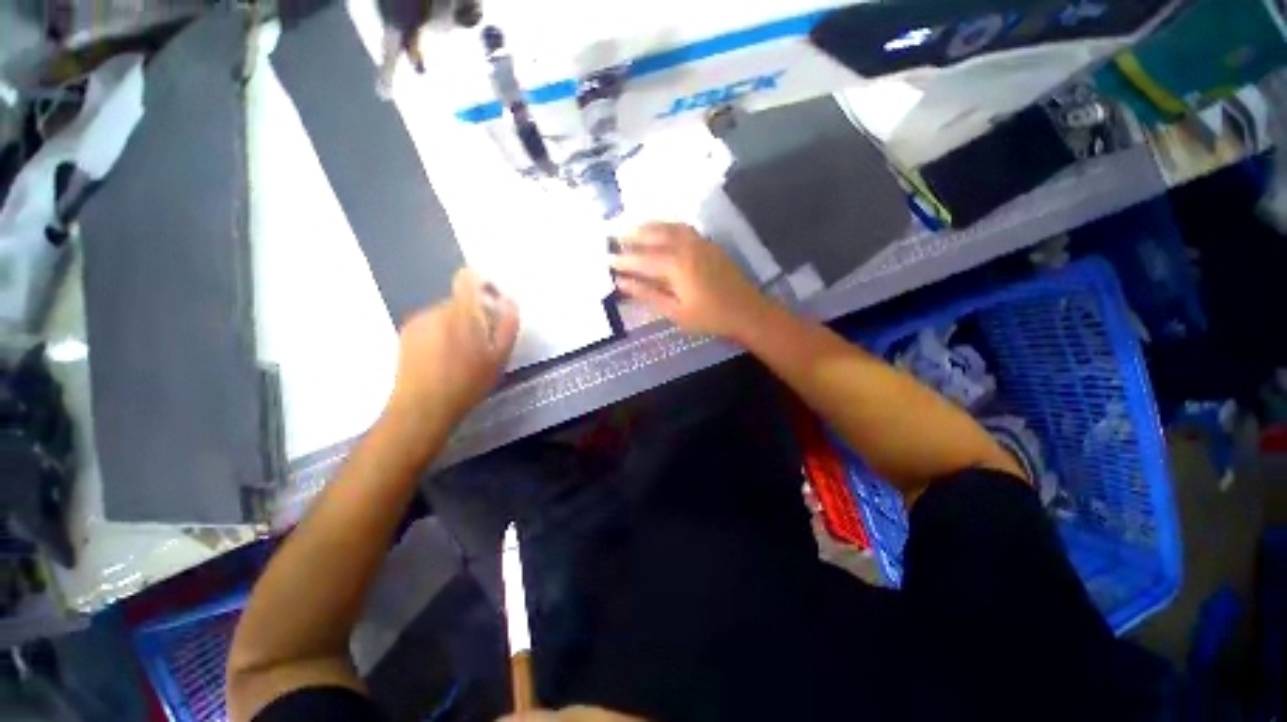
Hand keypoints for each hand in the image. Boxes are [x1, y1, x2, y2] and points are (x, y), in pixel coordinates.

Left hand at [387, 268, 518, 426]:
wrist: (423, 407)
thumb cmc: (468, 382)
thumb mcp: (500, 356)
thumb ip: (508, 324)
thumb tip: (509, 300)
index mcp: (461, 312)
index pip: (468, 278)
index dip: (483, 283)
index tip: (494, 302)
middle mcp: (436, 310)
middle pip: (460, 301)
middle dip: (475, 315)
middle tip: (484, 343)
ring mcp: (418, 322)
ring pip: (446, 314)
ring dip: (459, 326)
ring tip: (464, 355)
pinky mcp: (406, 334)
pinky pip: (431, 325)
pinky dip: (442, 335)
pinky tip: (445, 360)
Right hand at [608, 222, 769, 339]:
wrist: (747, 312)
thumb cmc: (710, 318)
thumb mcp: (675, 312)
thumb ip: (648, 295)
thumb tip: (622, 283)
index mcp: (676, 265)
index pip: (642, 259)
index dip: (623, 260)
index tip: (606, 259)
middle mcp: (687, 247)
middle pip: (655, 235)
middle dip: (633, 235)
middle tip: (615, 236)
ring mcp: (700, 243)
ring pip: (670, 227)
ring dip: (650, 226)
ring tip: (634, 228)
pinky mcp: (710, 245)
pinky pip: (684, 228)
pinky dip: (668, 226)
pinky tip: (663, 232)